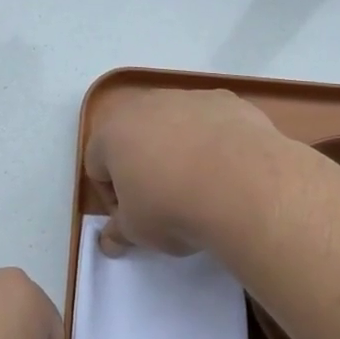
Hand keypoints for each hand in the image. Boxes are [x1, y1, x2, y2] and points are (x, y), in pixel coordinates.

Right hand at [83, 88, 293, 257]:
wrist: (242, 184)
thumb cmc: (173, 208)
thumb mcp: (139, 231)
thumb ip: (119, 231)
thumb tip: (108, 241)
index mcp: (113, 132)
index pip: (96, 165)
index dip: (112, 197)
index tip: (133, 219)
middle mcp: (146, 104)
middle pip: (134, 136)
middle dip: (143, 166)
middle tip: (163, 200)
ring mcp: (187, 97)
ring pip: (174, 124)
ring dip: (179, 149)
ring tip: (201, 185)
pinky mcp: (225, 100)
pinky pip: (210, 121)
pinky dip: (213, 140)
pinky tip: (228, 168)